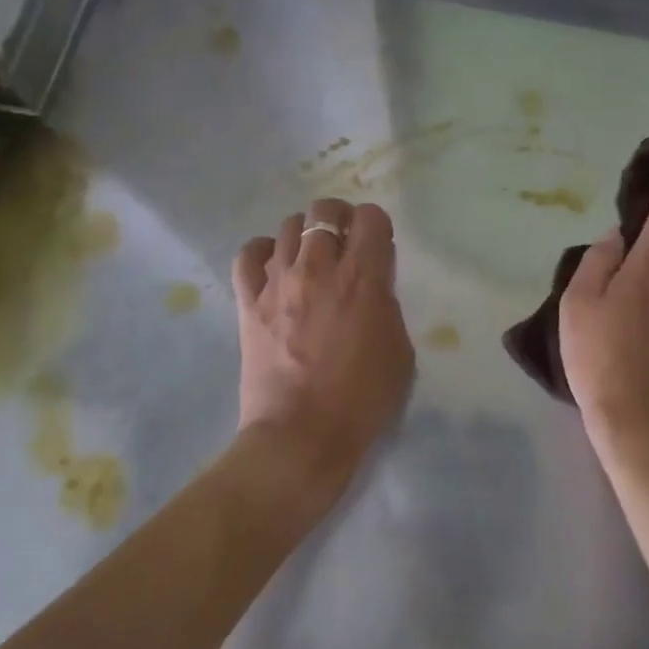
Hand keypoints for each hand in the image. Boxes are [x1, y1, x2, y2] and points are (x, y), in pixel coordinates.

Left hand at [232, 198, 414, 493]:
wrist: (301, 437)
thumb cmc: (362, 400)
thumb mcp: (399, 350)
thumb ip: (387, 304)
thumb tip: (372, 282)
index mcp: (363, 278)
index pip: (371, 217)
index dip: (377, 226)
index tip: (378, 247)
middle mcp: (319, 268)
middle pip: (324, 211)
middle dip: (339, 219)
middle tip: (344, 244)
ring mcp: (278, 282)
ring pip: (288, 226)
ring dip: (305, 235)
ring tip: (310, 258)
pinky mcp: (248, 302)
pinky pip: (249, 254)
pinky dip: (263, 252)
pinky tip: (274, 268)